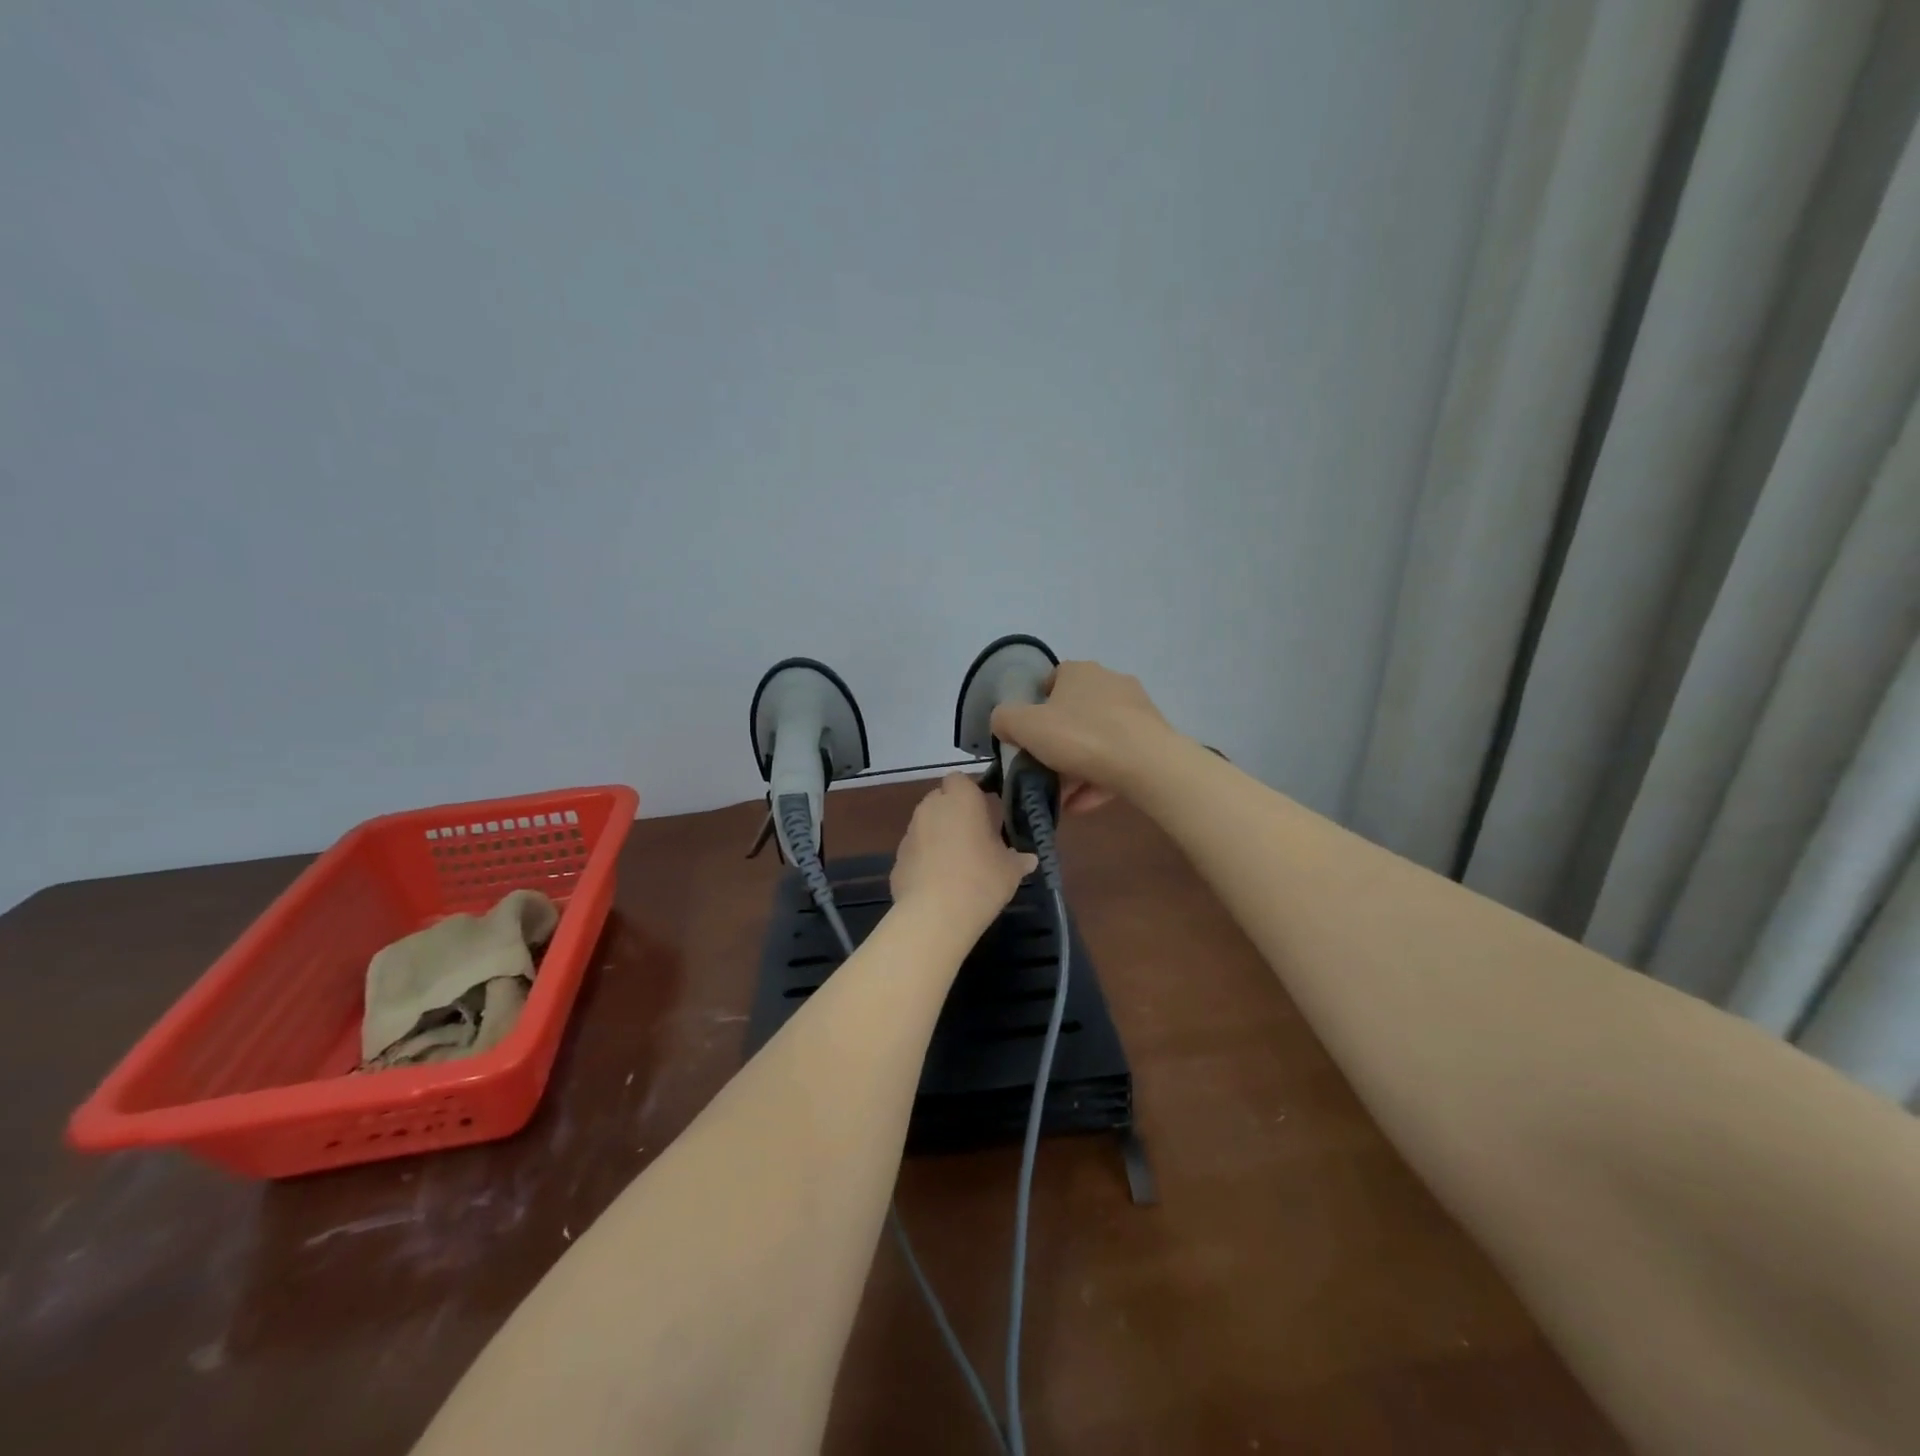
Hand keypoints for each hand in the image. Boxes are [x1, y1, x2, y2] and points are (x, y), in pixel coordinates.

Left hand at [891, 775, 1036, 928]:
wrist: (935, 915)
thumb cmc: (980, 880)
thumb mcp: (1010, 870)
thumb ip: (1018, 859)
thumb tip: (1029, 859)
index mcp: (960, 800)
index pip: (960, 780)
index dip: (971, 793)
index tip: (985, 813)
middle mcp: (930, 808)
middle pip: (941, 800)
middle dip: (954, 813)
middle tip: (974, 838)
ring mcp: (909, 833)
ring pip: (926, 825)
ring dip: (938, 836)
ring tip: (957, 864)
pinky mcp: (896, 859)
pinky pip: (915, 852)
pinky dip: (925, 860)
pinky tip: (938, 883)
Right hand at [990, 660, 1175, 812]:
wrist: (1147, 763)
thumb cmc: (1080, 736)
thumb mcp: (1025, 727)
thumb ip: (1005, 720)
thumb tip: (1003, 722)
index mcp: (1079, 672)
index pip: (1052, 681)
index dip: (1036, 708)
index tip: (1028, 737)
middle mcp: (1109, 682)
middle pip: (1074, 714)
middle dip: (1056, 746)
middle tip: (1043, 773)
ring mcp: (1135, 711)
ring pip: (1095, 740)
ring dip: (1076, 768)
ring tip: (1062, 800)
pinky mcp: (1152, 738)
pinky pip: (1116, 758)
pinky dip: (1098, 779)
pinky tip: (1084, 805)